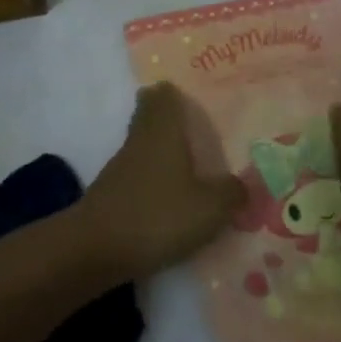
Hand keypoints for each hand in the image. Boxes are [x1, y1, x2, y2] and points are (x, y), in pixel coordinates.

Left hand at [79, 83, 245, 282]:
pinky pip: (137, 176)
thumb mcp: (210, 208)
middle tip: (196, 128)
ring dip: (162, 152)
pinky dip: (152, 180)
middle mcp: (139, 140)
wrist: (95, 249)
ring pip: (143, 146)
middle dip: (169, 119)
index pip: (163, 95)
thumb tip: (245, 183)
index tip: (191, 95)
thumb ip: (232, 193)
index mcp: (163, 130)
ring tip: (190, 166)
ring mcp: (120, 167)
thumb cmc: (158, 215)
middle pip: (149, 116)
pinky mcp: (110, 195)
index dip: (175, 92)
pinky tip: (169, 199)